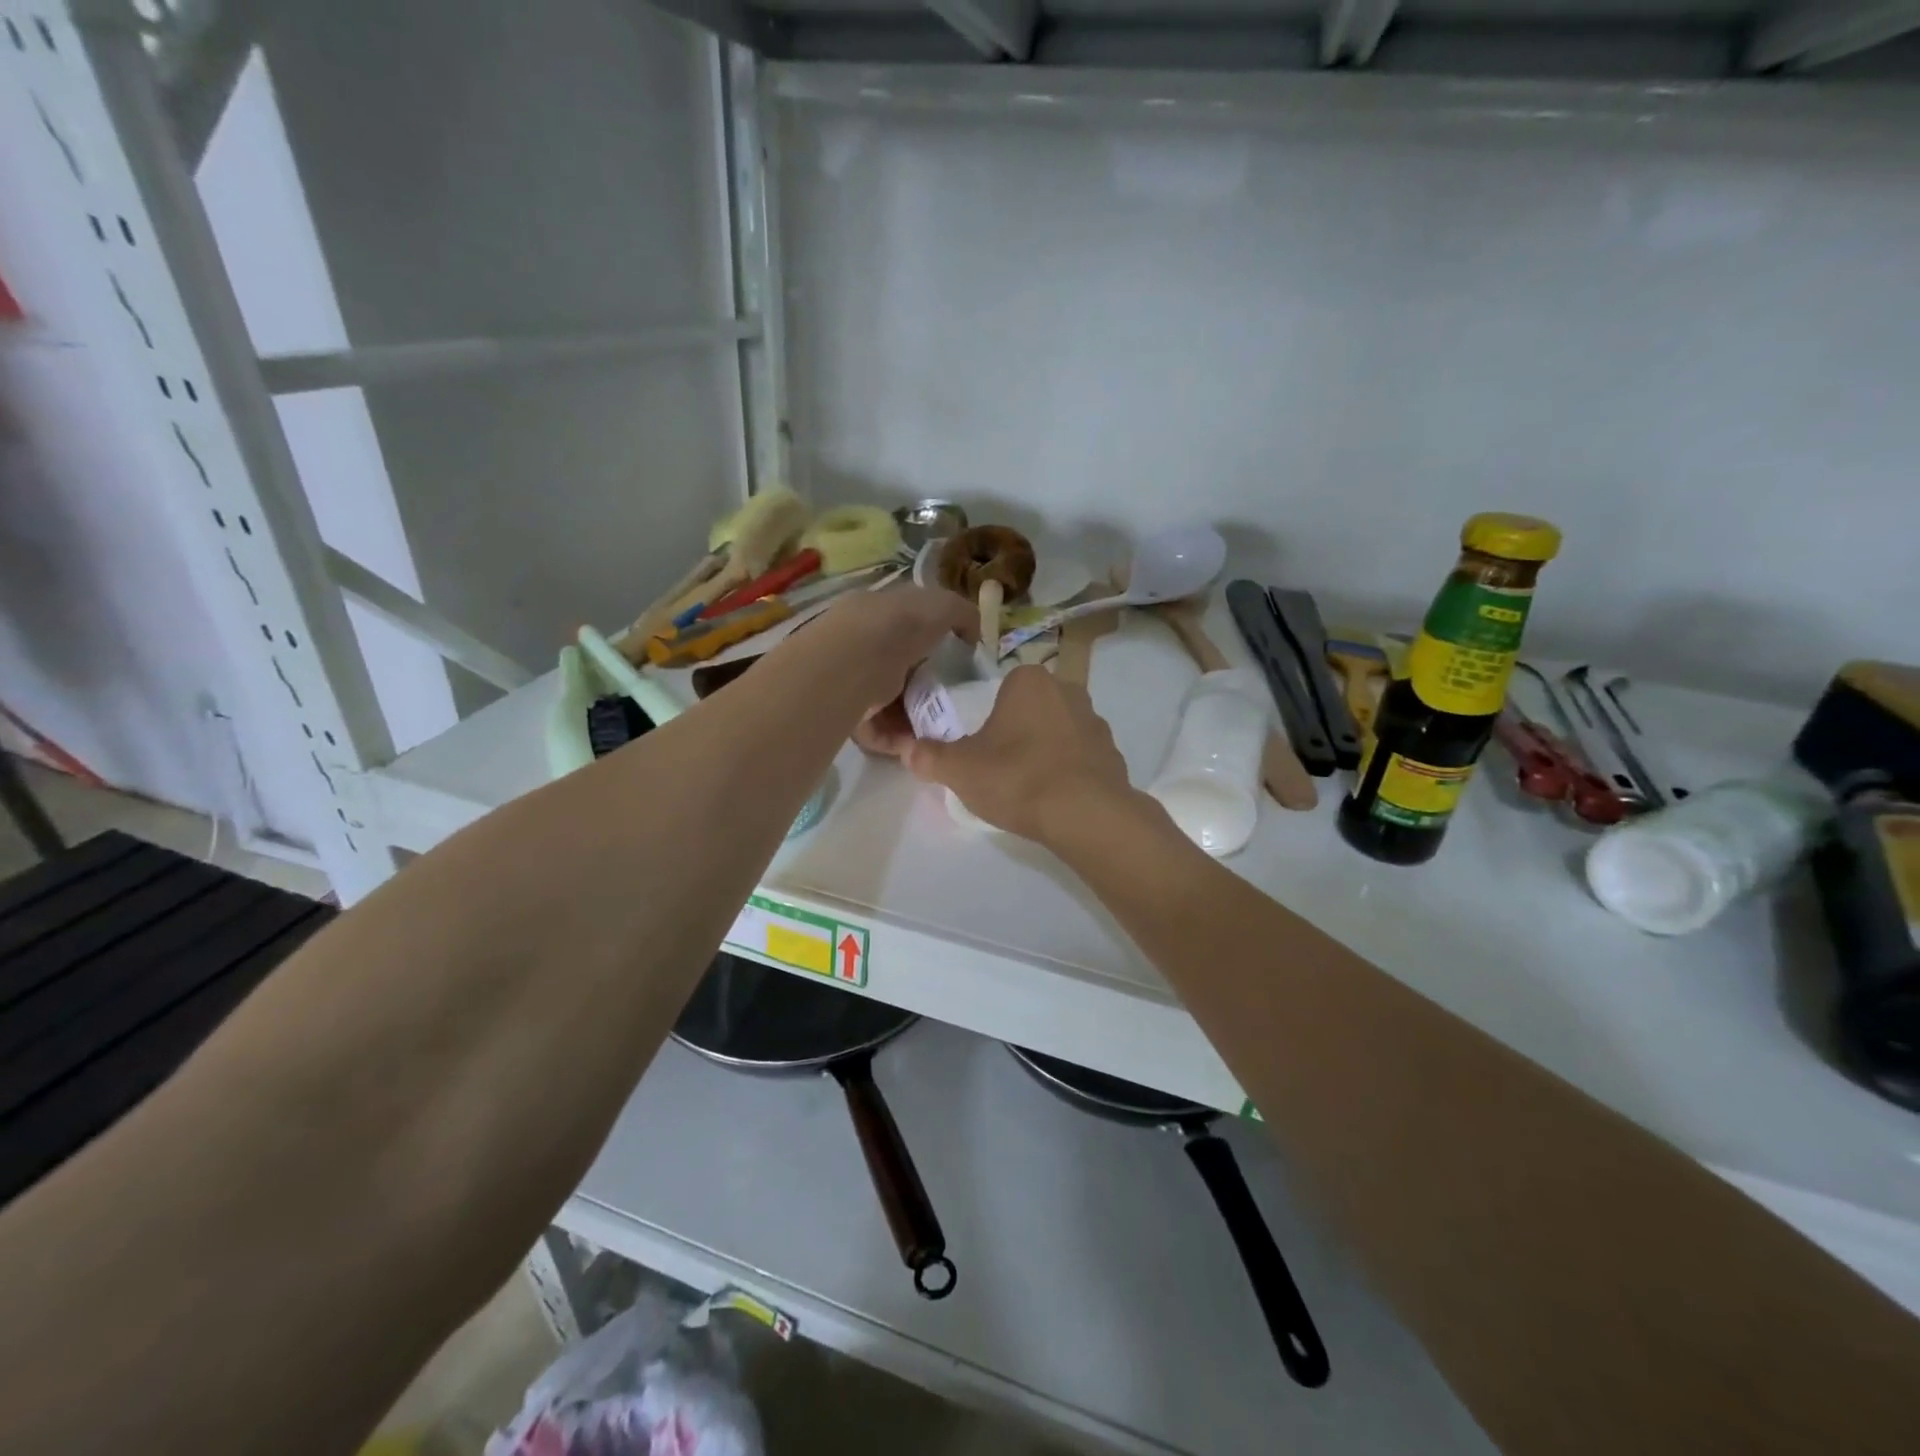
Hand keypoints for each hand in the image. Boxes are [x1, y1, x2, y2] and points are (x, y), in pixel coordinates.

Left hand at [802, 586, 975, 751]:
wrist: (855, 660)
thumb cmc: (901, 626)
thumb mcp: (943, 606)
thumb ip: (962, 615)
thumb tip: (972, 636)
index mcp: (881, 612)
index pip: (909, 626)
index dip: (934, 644)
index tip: (957, 666)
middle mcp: (862, 643)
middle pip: (900, 668)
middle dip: (926, 687)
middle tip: (950, 703)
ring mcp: (851, 678)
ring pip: (888, 701)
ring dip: (913, 717)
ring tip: (936, 730)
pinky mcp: (844, 710)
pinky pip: (875, 727)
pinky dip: (895, 737)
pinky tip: (914, 743)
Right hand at [903, 666, 1136, 844]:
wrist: (1085, 815)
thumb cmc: (1017, 778)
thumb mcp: (959, 770)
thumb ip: (930, 757)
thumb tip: (908, 750)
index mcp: (1029, 681)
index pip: (1001, 690)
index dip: (987, 719)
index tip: (980, 750)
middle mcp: (1068, 690)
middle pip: (1030, 710)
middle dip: (1016, 734)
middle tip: (999, 769)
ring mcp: (1096, 722)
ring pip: (1058, 733)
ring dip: (1044, 753)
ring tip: (1027, 789)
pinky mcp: (1114, 755)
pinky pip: (1080, 759)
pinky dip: (1068, 773)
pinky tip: (1055, 800)